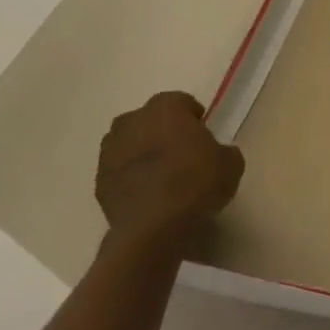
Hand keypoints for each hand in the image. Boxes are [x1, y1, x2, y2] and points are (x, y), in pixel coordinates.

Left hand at [95, 91, 243, 255]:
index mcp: (165, 109)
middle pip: (149, 119)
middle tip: (183, 151)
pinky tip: (149, 194)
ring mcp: (109, 152)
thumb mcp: (231, 163)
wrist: (154, 228)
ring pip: (129, 143)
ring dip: (143, 152)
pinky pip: (120, 171)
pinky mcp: (98, 181)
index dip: (193, 116)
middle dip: (163, 130)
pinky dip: (131, 177)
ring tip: (163, 174)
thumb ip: (222, 150)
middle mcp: (132, 122)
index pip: (180, 101)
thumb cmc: (197, 183)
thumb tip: (215, 153)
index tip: (203, 133)